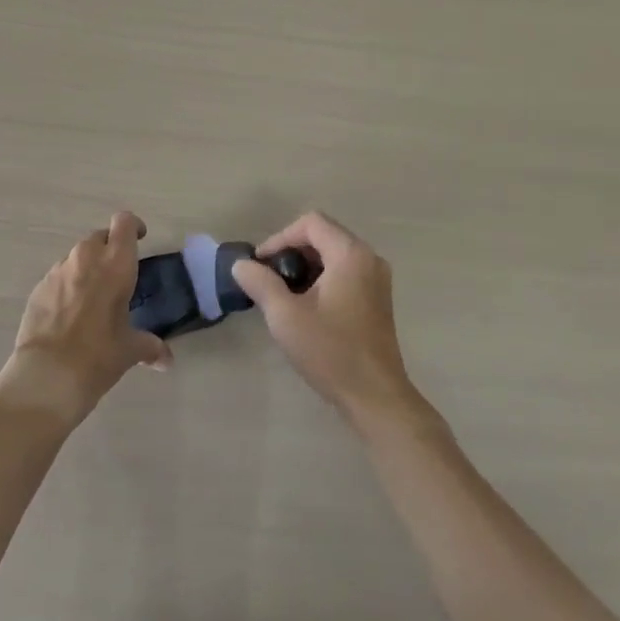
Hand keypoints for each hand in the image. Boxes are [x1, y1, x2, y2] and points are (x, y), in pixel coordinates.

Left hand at [0, 211, 170, 427]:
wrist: (47, 375)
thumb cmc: (99, 355)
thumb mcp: (130, 350)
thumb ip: (150, 347)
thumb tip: (166, 360)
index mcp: (116, 263)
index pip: (125, 222)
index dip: (133, 226)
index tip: (140, 239)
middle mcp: (86, 258)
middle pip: (100, 236)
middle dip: (109, 249)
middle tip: (117, 276)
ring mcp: (58, 271)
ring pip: (76, 257)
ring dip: (86, 269)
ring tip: (92, 300)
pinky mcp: (38, 287)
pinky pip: (58, 277)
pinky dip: (66, 287)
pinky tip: (68, 316)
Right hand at [232, 211, 422, 427]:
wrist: (375, 397)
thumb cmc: (331, 352)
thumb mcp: (285, 316)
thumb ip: (261, 283)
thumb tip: (241, 265)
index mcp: (350, 254)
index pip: (310, 223)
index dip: (280, 238)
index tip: (261, 265)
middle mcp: (369, 258)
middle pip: (323, 235)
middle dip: (291, 251)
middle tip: (268, 278)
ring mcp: (377, 279)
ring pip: (333, 254)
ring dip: (305, 266)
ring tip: (283, 293)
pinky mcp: (378, 299)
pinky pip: (345, 271)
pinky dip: (322, 278)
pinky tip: (306, 306)